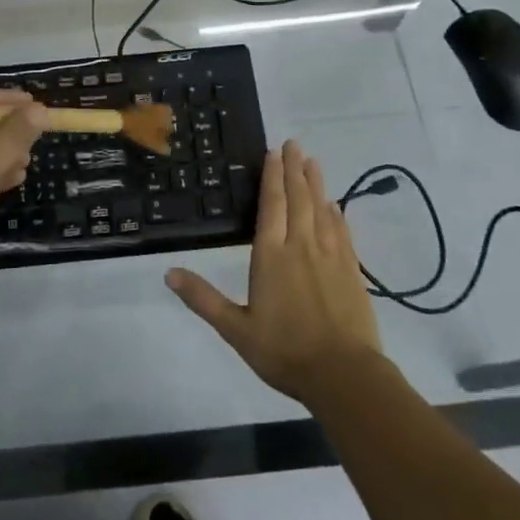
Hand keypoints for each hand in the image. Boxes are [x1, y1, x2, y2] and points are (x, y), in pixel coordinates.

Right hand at [166, 140, 381, 404]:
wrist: (344, 375)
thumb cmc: (285, 352)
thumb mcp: (236, 329)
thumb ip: (203, 299)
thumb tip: (168, 272)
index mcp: (271, 256)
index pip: (271, 206)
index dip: (272, 177)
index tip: (274, 152)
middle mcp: (302, 247)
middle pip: (298, 199)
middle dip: (294, 170)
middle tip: (294, 144)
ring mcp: (331, 256)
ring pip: (322, 209)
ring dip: (316, 183)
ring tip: (313, 161)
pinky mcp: (352, 270)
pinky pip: (342, 231)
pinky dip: (336, 213)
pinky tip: (335, 205)